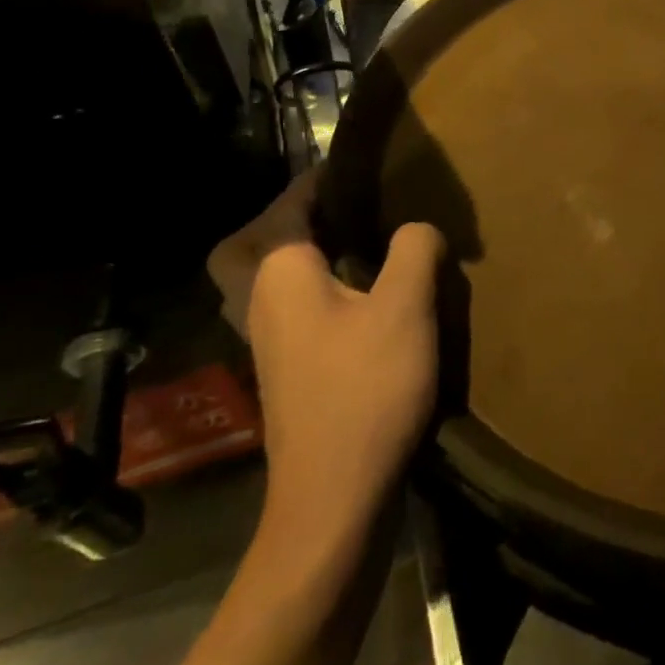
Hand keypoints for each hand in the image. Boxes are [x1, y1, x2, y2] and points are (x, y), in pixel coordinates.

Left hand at [207, 174, 444, 537]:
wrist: (335, 498)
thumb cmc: (366, 390)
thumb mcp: (405, 307)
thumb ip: (414, 248)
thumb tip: (417, 227)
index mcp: (279, 274)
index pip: (288, 206)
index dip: (321, 179)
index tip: (358, 166)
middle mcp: (260, 302)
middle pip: (248, 246)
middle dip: (284, 220)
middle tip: (336, 211)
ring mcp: (267, 341)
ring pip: (264, 279)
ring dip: (296, 253)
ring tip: (353, 245)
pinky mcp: (285, 371)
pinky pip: (286, 307)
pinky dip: (310, 288)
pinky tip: (358, 298)